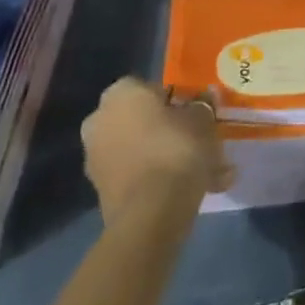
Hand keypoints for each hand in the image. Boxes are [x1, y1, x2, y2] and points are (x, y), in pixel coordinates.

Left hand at [82, 78, 233, 222]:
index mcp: (120, 93)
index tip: (198, 116)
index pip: (153, 88)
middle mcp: (100, 120)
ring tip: (207, 174)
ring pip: (143, 151)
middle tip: (201, 143)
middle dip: (172, 132)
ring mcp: (96, 158)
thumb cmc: (175, 149)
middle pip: (145, 121)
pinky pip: (138, 177)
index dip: (179, 102)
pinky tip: (194, 193)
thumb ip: (202, 106)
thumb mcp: (202, 119)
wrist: (149, 215)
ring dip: (169, 159)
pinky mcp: (102, 192)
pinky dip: (161, 181)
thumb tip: (204, 100)